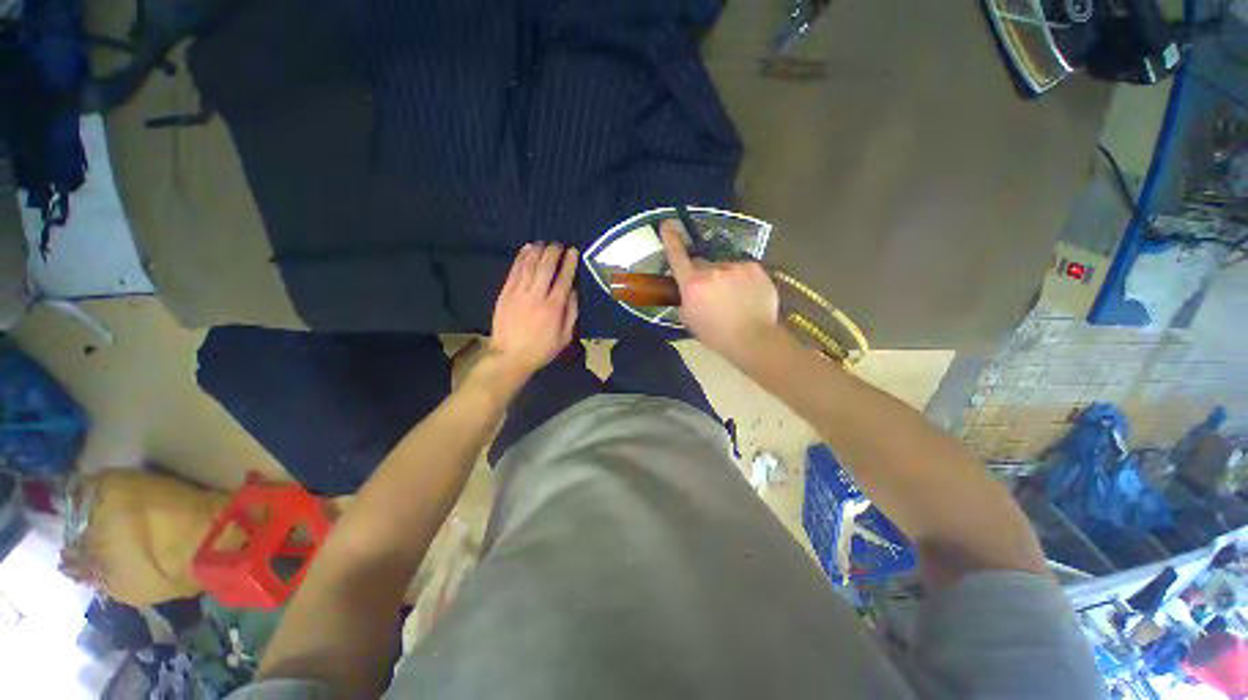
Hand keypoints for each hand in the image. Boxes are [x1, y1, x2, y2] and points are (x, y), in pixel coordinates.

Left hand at [484, 243, 578, 384]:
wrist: (509, 356)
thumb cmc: (541, 349)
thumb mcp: (564, 337)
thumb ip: (571, 313)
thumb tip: (573, 291)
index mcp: (553, 308)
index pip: (563, 279)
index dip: (569, 263)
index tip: (573, 251)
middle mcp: (536, 296)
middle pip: (546, 267)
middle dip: (554, 252)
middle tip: (559, 244)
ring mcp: (518, 293)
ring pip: (529, 265)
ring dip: (537, 251)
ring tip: (544, 243)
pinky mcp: (505, 293)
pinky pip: (514, 271)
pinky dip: (521, 257)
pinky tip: (527, 249)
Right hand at [659, 220, 781, 364]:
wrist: (753, 339)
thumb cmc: (716, 335)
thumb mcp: (690, 321)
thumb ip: (685, 301)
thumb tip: (688, 292)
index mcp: (693, 285)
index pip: (677, 257)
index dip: (670, 239)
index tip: (666, 223)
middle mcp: (712, 270)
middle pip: (702, 263)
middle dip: (703, 274)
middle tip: (711, 293)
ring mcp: (735, 267)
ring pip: (724, 267)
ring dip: (724, 277)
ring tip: (734, 298)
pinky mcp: (755, 268)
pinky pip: (742, 268)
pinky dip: (742, 279)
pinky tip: (747, 295)